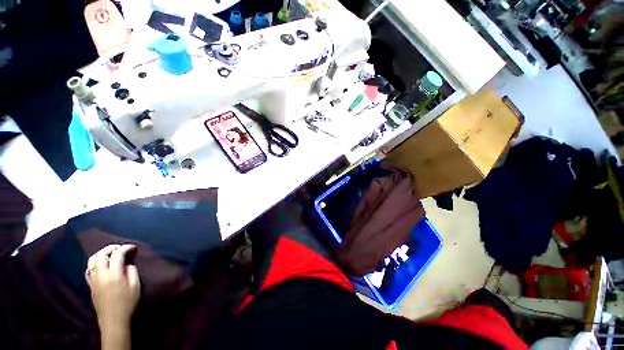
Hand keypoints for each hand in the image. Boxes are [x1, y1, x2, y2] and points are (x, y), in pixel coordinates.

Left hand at [86, 244, 140, 331]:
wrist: (113, 320)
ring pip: (92, 260)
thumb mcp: (135, 286)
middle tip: (121, 247)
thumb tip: (128, 264)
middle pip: (101, 255)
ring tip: (110, 253)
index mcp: (113, 274)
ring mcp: (93, 280)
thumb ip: (132, 272)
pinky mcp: (90, 285)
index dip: (125, 248)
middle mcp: (100, 275)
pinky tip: (101, 264)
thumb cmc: (127, 303)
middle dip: (111, 248)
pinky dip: (95, 262)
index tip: (133, 247)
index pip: (117, 254)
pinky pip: (89, 269)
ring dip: (101, 253)